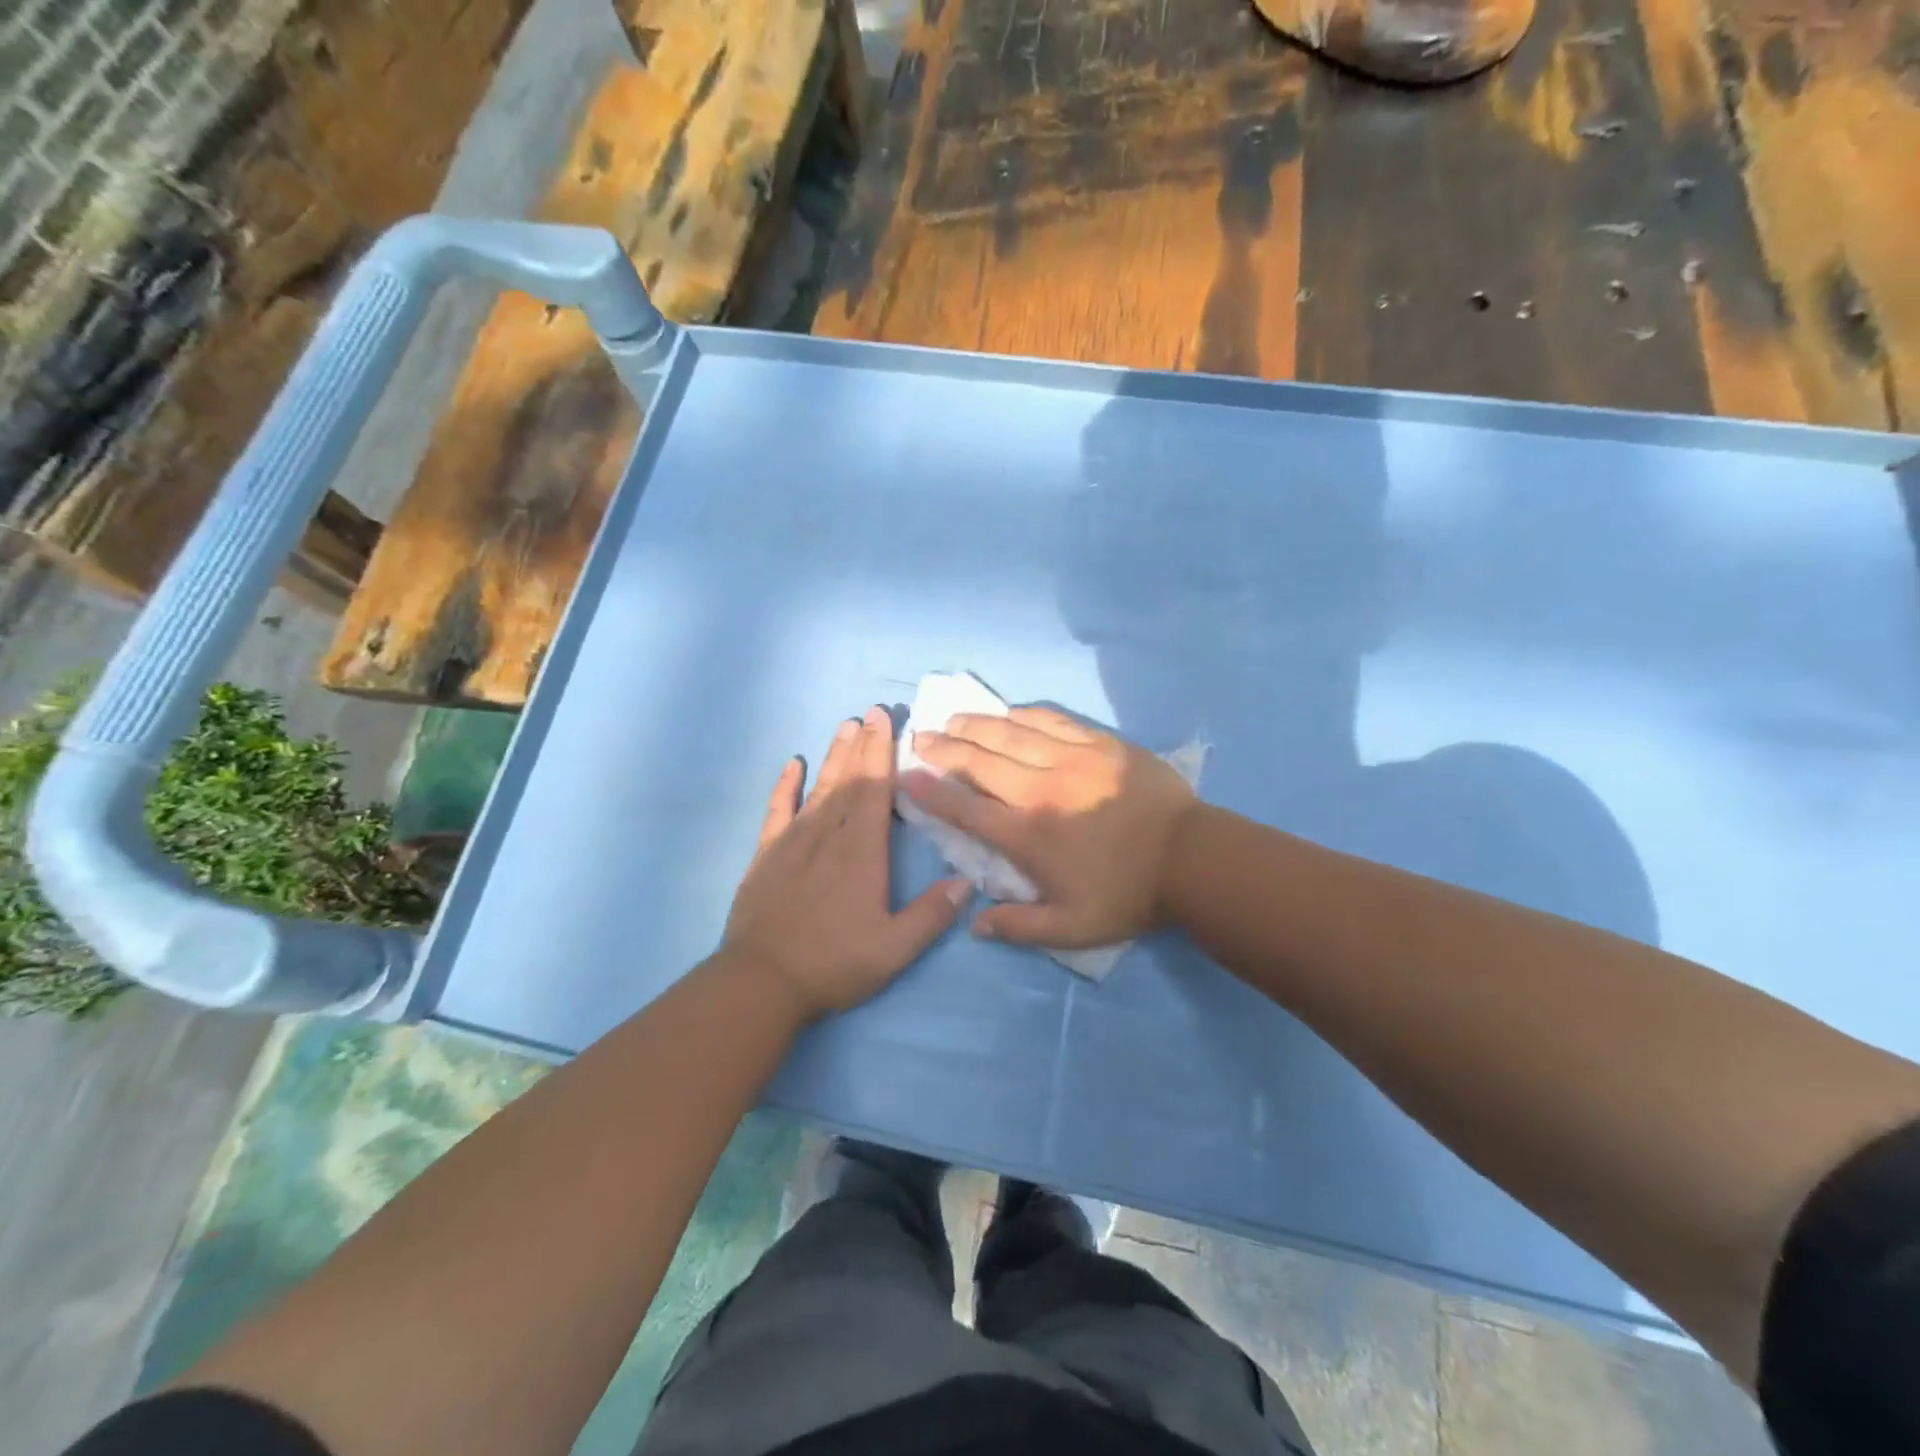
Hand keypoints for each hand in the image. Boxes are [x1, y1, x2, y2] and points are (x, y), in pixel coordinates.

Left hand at [725, 706, 969, 1018]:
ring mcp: (793, 842)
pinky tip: (792, 764)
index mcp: (861, 852)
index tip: (884, 720)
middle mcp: (828, 835)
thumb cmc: (834, 963)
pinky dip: (785, 785)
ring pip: (819, 788)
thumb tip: (966, 882)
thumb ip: (931, 914)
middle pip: (849, 780)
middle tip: (871, 711)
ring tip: (845, 726)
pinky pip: (777, 809)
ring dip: (834, 756)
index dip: (882, 753)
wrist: (761, 982)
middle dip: (863, 744)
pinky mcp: (766, 855)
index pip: (874, 790)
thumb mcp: (894, 949)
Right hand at [903, 707, 1198, 947]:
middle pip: (980, 761)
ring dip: (977, 724)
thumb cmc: (1128, 895)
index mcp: (1027, 834)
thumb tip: (975, 923)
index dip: (930, 791)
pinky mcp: (1100, 743)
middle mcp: (1039, 789)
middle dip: (944, 747)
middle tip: (922, 737)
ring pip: (1011, 733)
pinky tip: (1010, 712)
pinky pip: (1052, 720)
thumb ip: (1020, 927)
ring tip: (955, 718)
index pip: (965, 808)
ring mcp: (1070, 759)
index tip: (906, 776)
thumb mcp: (1072, 929)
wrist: (1191, 859)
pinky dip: (1024, 715)